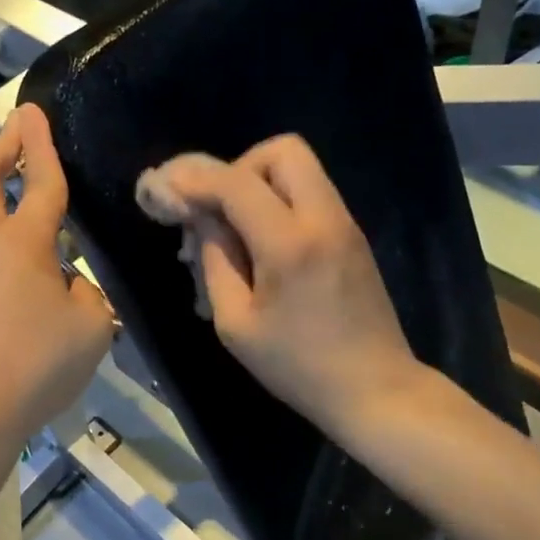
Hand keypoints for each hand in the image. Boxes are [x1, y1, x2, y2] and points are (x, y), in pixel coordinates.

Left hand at [0, 104, 114, 448]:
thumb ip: (87, 296)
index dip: (40, 143)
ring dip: (2, 204)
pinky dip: (4, 251)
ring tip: (41, 222)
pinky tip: (29, 285)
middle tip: (17, 132)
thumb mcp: (91, 328)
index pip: (37, 181)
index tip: (34, 109)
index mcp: (23, 243)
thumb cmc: (37, 364)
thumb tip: (68, 286)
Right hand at [154, 136, 417, 436]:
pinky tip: (261, 244)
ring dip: (260, 183)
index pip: (237, 184)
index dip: (195, 178)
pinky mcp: (353, 237)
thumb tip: (203, 220)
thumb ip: (215, 262)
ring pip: (301, 168)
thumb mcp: (236, 324)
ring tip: (234, 229)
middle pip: (282, 151)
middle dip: (239, 168)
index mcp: (290, 244)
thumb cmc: (296, 366)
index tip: (166, 185)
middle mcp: (324, 219)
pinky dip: (280, 202)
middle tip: (217, 209)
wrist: (374, 389)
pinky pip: (311, 195)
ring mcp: (345, 224)